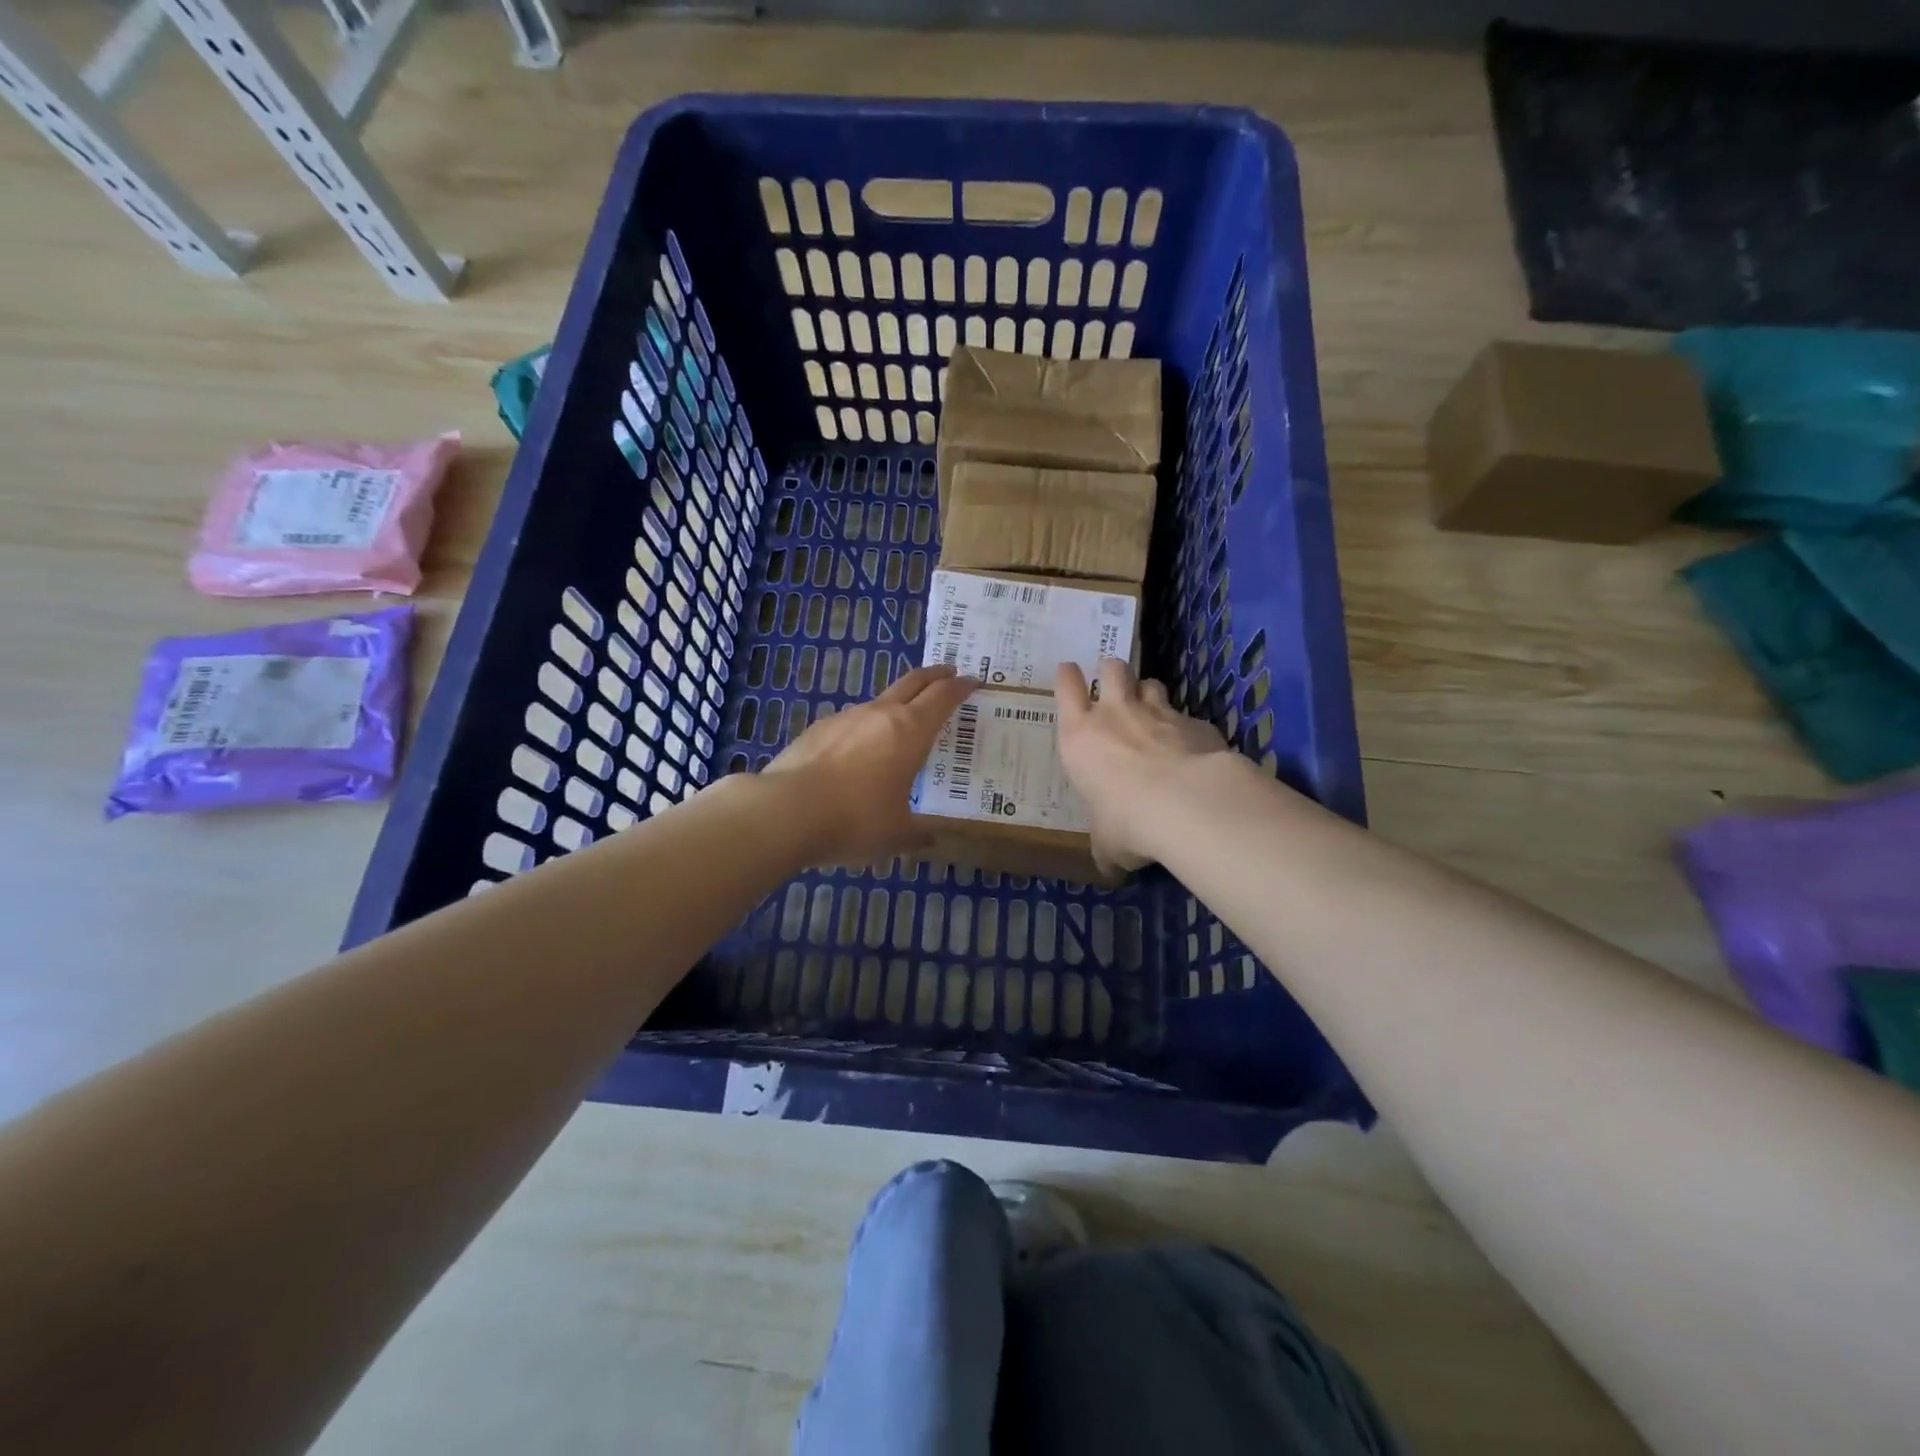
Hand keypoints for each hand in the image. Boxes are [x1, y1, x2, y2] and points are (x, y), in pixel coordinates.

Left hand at [763, 664, 978, 865]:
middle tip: (948, 673)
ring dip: (897, 704)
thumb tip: (929, 840)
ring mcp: (845, 718)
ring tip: (902, 724)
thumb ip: (916, 834)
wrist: (785, 811)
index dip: (961, 687)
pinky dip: (864, 729)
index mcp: (910, 731)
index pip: (943, 697)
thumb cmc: (855, 820)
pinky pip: (850, 723)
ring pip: (879, 701)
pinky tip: (857, 753)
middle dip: (934, 675)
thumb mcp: (896, 835)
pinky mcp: (817, 730)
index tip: (973, 682)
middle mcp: (879, 715)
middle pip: (913, 682)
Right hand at [1055, 658, 1231, 873]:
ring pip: (1150, 683)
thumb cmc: (1125, 820)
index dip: (1067, 677)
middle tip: (1113, 682)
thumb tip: (1110, 869)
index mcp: (1080, 736)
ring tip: (1151, 709)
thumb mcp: (1107, 842)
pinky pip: (1186, 715)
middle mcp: (1116, 714)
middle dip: (1111, 671)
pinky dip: (1185, 726)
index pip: (1066, 688)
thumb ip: (1106, 847)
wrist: (1185, 802)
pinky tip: (1191, 747)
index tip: (1069, 671)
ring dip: (1148, 692)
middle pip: (1112, 668)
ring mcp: (1158, 713)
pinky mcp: (1196, 721)